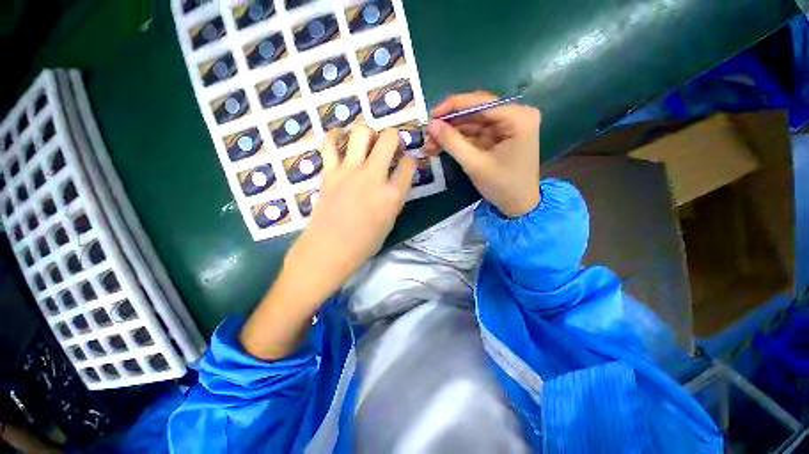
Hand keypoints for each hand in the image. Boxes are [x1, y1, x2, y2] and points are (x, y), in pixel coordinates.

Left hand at [289, 126, 415, 295]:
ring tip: (366, 142)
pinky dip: (335, 137)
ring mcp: (350, 171)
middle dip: (393, 137)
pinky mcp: (329, 172)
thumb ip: (394, 197)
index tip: (404, 164)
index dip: (409, 161)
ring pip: (362, 132)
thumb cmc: (364, 242)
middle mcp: (374, 176)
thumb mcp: (389, 221)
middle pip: (389, 138)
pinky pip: (329, 144)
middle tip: (389, 146)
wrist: (329, 249)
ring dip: (368, 133)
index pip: (409, 165)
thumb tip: (394, 181)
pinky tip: (339, 141)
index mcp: (393, 194)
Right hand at [424, 91, 541, 216]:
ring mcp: (507, 126)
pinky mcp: (500, 137)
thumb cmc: (502, 186)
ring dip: (451, 134)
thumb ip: (452, 142)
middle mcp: (515, 115)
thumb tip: (430, 125)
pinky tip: (441, 146)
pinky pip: (475, 134)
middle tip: (427, 134)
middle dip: (450, 124)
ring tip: (429, 144)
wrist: (519, 206)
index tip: (430, 116)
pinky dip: (459, 141)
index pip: (480, 102)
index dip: (452, 107)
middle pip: (475, 112)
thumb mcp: (475, 164)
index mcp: (517, 117)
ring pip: (472, 124)